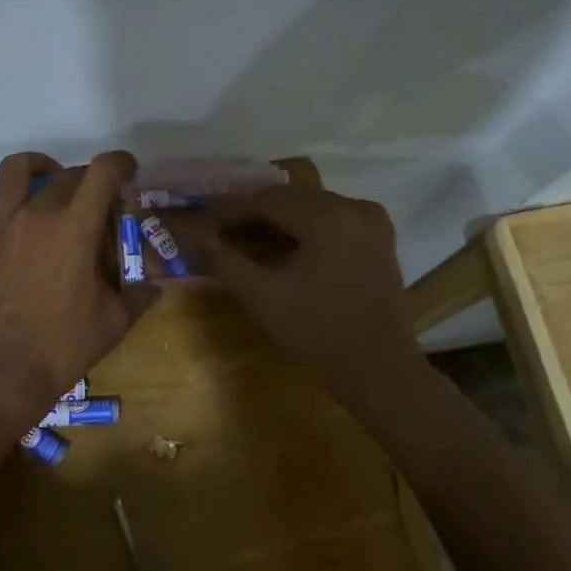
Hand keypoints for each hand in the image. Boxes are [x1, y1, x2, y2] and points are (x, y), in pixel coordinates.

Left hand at [0, 151, 157, 424]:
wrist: (5, 373)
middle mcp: (35, 215)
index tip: (127, 172)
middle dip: (88, 181)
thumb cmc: (64, 346)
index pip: (103, 173)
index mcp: (76, 228)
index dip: (120, 163)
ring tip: (48, 175)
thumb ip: (139, 296)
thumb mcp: (115, 321)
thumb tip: (153, 287)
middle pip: (67, 176)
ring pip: (13, 173)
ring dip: (36, 166)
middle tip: (97, 204)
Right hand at [162, 187, 426, 409]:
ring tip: (243, 241)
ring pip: (310, 208)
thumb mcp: (261, 296)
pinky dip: (302, 229)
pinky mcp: (378, 237)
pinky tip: (279, 248)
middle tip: (218, 232)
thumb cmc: (317, 334)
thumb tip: (191, 234)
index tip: (202, 222)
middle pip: (289, 200)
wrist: (379, 370)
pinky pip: (331, 220)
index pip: (266, 199)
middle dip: (252, 214)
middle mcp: (353, 206)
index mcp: (327, 217)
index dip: (230, 209)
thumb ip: (222, 259)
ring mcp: (371, 220)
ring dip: (276, 221)